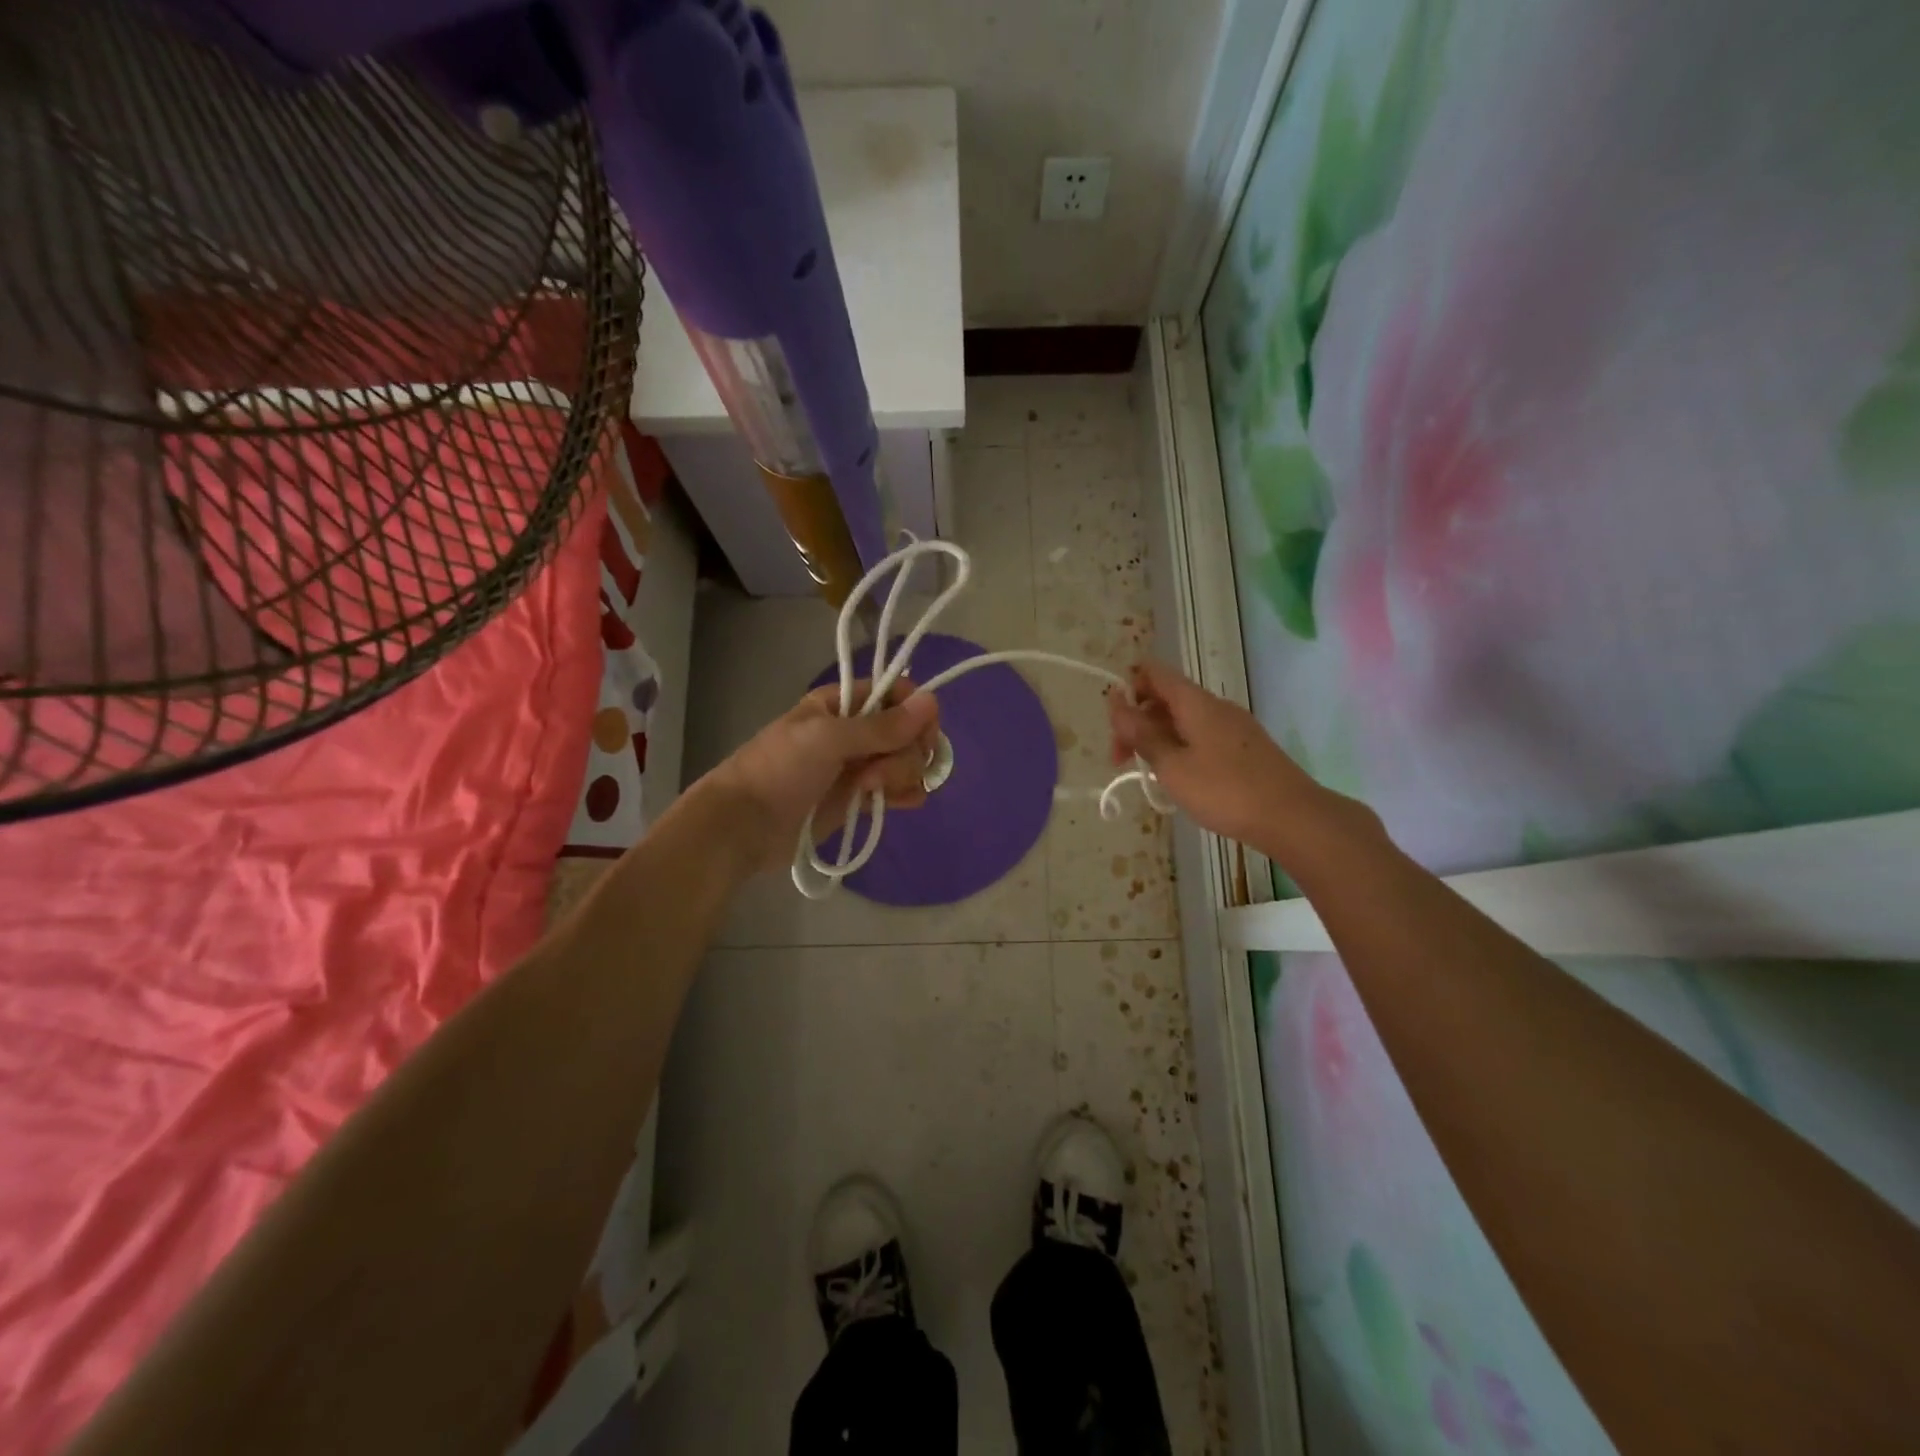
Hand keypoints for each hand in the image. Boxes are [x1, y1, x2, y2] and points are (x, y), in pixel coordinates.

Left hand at [701, 680, 940, 875]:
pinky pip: (900, 789)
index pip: (898, 694)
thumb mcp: (829, 739)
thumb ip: (882, 726)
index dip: (916, 713)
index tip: (919, 735)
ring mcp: (861, 765)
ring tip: (871, 792)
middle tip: (874, 772)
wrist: (745, 825)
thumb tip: (933, 700)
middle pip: (909, 732)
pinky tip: (900, 803)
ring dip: (902, 775)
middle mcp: (858, 730)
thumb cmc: (780, 770)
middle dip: (904, 752)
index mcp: (845, 703)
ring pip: (908, 761)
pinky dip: (907, 794)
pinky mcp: (861, 798)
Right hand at [1107, 661, 1338, 856]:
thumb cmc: (1224, 790)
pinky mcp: (1245, 747)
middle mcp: (1215, 706)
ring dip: (1158, 739)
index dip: (1128, 689)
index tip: (1115, 728)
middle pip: (1166, 698)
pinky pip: (1202, 736)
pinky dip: (1181, 749)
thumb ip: (1141, 734)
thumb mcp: (1172, 765)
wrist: (1292, 818)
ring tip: (1150, 775)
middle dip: (1137, 722)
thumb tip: (1116, 703)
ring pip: (1184, 719)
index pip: (1154, 673)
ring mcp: (1234, 726)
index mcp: (1195, 702)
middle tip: (1122, 762)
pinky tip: (1181, 780)